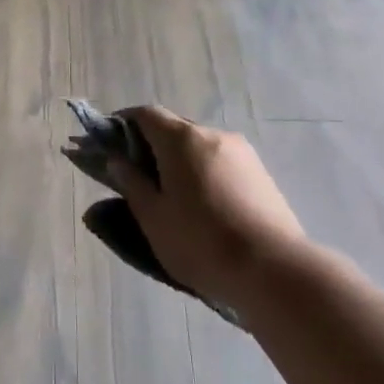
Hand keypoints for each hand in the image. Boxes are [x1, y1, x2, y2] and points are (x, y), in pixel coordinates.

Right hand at [109, 108, 310, 306]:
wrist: (274, 270)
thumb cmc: (200, 242)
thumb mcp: (153, 217)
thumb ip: (131, 182)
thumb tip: (117, 160)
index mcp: (181, 139)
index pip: (145, 114)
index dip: (122, 124)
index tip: (108, 146)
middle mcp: (213, 134)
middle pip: (173, 128)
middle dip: (150, 145)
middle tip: (136, 177)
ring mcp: (242, 153)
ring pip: (199, 147)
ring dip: (179, 161)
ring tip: (171, 196)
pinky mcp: (261, 174)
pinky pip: (220, 163)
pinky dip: (203, 173)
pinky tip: (203, 205)